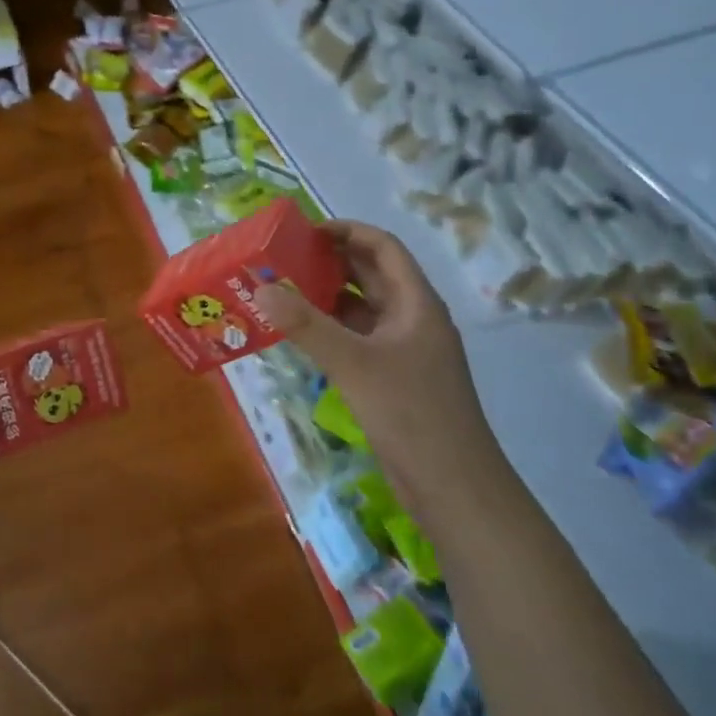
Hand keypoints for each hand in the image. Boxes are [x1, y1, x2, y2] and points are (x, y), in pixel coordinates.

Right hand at [254, 221, 491, 489]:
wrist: (453, 485)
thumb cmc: (411, 414)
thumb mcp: (354, 364)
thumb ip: (306, 325)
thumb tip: (262, 288)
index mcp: (416, 303)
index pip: (383, 247)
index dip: (347, 231)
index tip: (305, 231)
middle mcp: (412, 319)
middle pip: (371, 275)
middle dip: (331, 262)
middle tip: (283, 258)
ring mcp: (404, 350)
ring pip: (362, 310)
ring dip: (327, 297)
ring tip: (282, 291)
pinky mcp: (393, 378)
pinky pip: (357, 340)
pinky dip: (331, 331)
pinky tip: (300, 335)